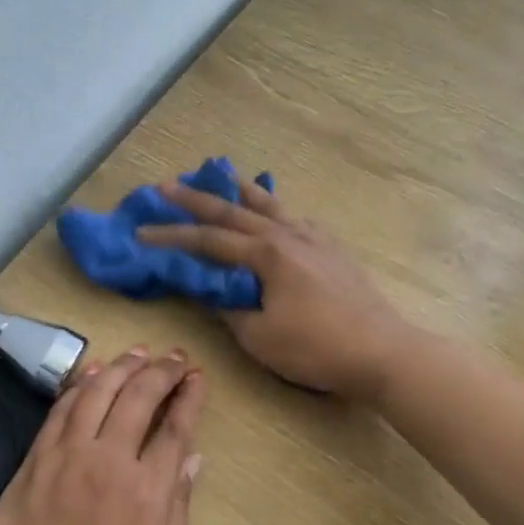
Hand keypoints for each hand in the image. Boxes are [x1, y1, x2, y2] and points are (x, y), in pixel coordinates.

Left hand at [0, 347, 205, 524]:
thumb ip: (177, 507)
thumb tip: (192, 458)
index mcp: (148, 491)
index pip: (175, 427)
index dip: (189, 396)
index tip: (197, 377)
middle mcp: (110, 461)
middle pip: (138, 396)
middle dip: (161, 371)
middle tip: (174, 358)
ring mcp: (67, 456)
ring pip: (98, 392)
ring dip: (122, 366)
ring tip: (139, 353)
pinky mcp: (36, 460)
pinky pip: (60, 410)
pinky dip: (80, 385)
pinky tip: (93, 373)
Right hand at [137, 180, 408, 399]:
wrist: (382, 351)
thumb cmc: (316, 348)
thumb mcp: (259, 336)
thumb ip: (229, 308)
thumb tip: (211, 292)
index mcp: (266, 254)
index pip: (208, 240)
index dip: (172, 236)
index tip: (142, 233)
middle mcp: (287, 235)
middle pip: (234, 212)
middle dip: (196, 199)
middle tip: (167, 185)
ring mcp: (314, 239)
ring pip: (269, 206)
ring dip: (240, 190)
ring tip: (221, 172)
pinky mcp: (332, 250)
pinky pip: (295, 219)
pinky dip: (275, 210)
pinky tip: (275, 213)